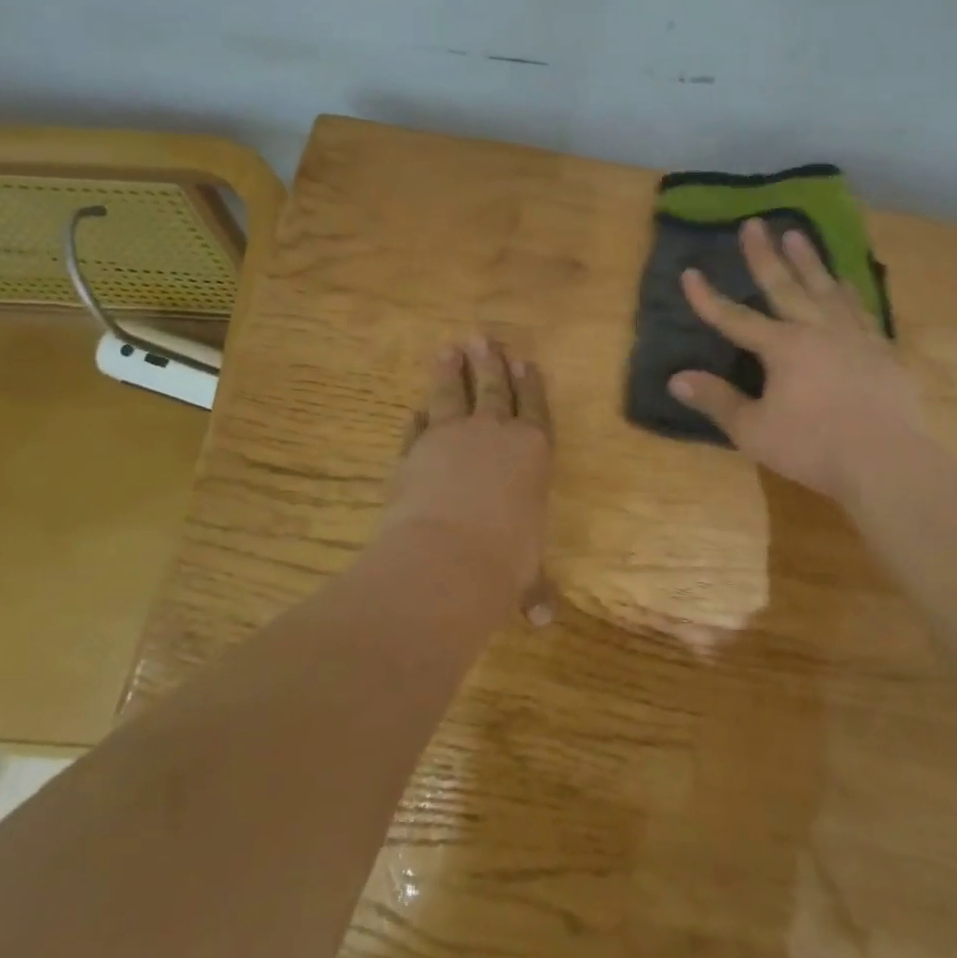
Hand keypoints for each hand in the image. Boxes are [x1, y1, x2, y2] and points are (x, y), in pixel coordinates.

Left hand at [385, 337, 554, 622]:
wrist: (446, 558)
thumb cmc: (504, 561)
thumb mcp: (525, 574)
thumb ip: (532, 587)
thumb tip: (543, 619)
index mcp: (531, 452)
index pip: (534, 408)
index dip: (530, 384)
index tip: (525, 360)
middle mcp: (493, 434)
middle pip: (493, 390)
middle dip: (490, 363)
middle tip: (485, 338)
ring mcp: (450, 438)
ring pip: (451, 395)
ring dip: (451, 372)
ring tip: (449, 348)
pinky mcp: (413, 451)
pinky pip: (417, 427)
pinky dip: (417, 418)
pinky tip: (416, 408)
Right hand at [667, 217, 927, 503]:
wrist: (887, 461)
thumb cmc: (813, 446)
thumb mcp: (754, 430)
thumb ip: (717, 400)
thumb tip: (677, 378)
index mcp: (783, 347)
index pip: (735, 318)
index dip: (709, 298)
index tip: (690, 273)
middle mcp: (817, 330)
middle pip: (785, 286)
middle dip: (764, 255)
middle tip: (754, 223)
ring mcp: (854, 336)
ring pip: (826, 288)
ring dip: (809, 260)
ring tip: (797, 234)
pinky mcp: (882, 349)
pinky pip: (861, 309)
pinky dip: (849, 291)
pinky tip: (846, 282)